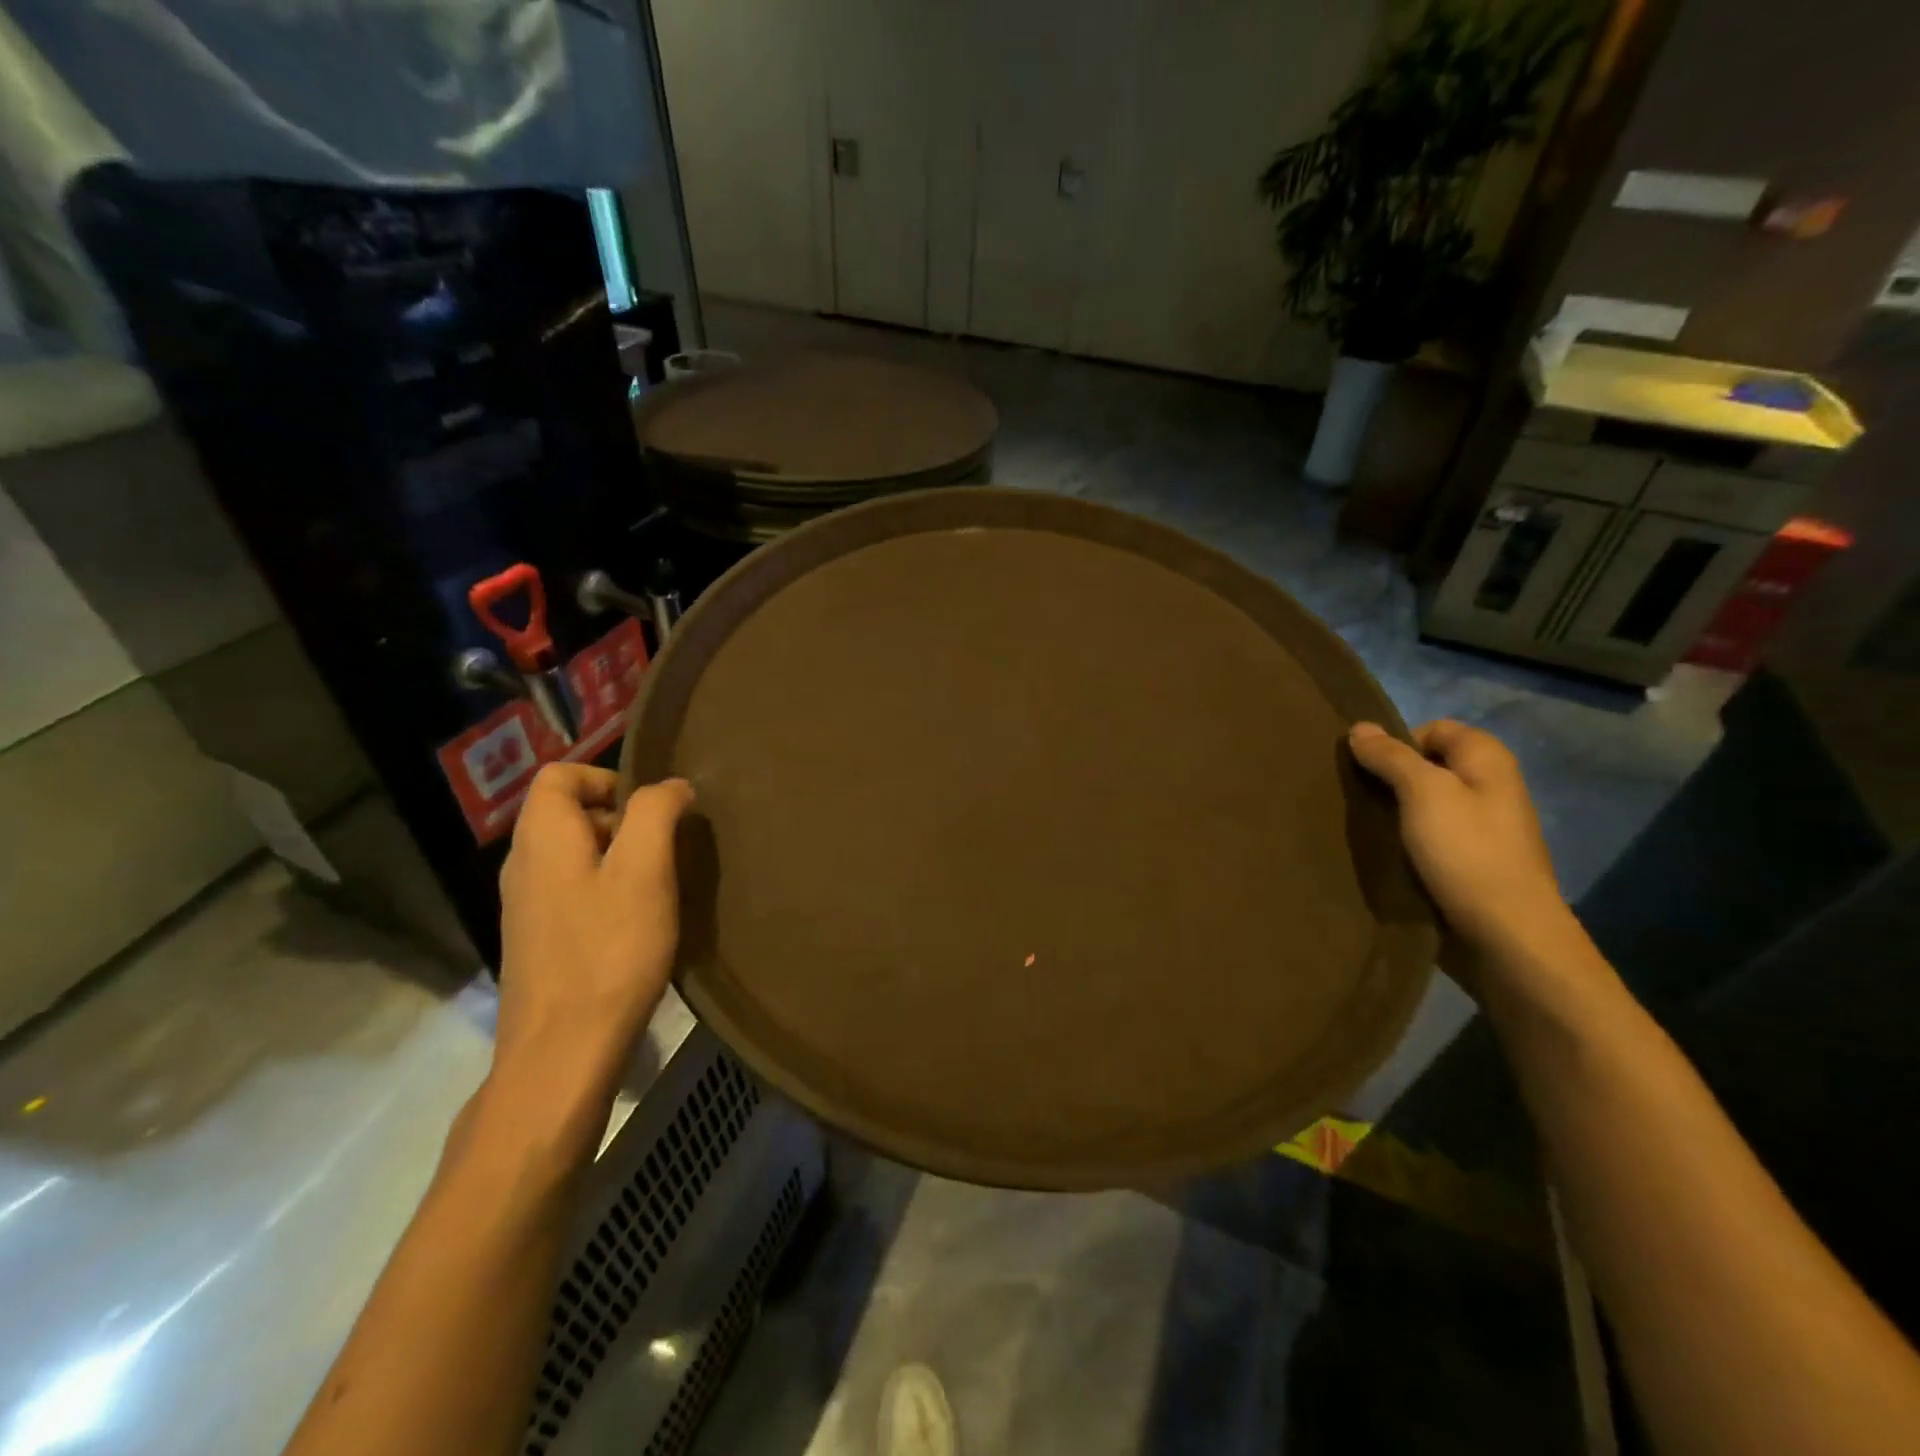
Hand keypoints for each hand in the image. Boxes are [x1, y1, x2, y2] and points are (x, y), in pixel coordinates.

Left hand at [494, 765, 694, 1094]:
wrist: (563, 1053)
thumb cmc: (609, 951)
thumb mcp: (644, 870)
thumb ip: (656, 813)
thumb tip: (672, 786)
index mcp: (542, 837)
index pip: (560, 775)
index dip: (607, 777)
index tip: (651, 809)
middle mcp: (522, 865)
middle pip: (566, 813)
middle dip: (620, 819)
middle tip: (666, 849)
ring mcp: (524, 908)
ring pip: (572, 856)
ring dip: (617, 858)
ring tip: (658, 886)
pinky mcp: (536, 942)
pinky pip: (570, 892)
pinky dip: (604, 891)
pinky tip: (636, 924)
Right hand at [1348, 720, 1574, 963]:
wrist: (1506, 936)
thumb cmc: (1468, 853)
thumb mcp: (1423, 793)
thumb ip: (1391, 757)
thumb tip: (1360, 727)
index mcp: (1487, 761)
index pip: (1434, 729)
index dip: (1398, 742)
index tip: (1368, 769)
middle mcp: (1489, 788)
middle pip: (1427, 767)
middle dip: (1390, 778)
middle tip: (1356, 796)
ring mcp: (1481, 828)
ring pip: (1424, 805)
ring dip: (1393, 813)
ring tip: (1362, 826)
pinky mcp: (1468, 863)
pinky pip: (1428, 838)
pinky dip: (1405, 841)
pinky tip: (1383, 853)